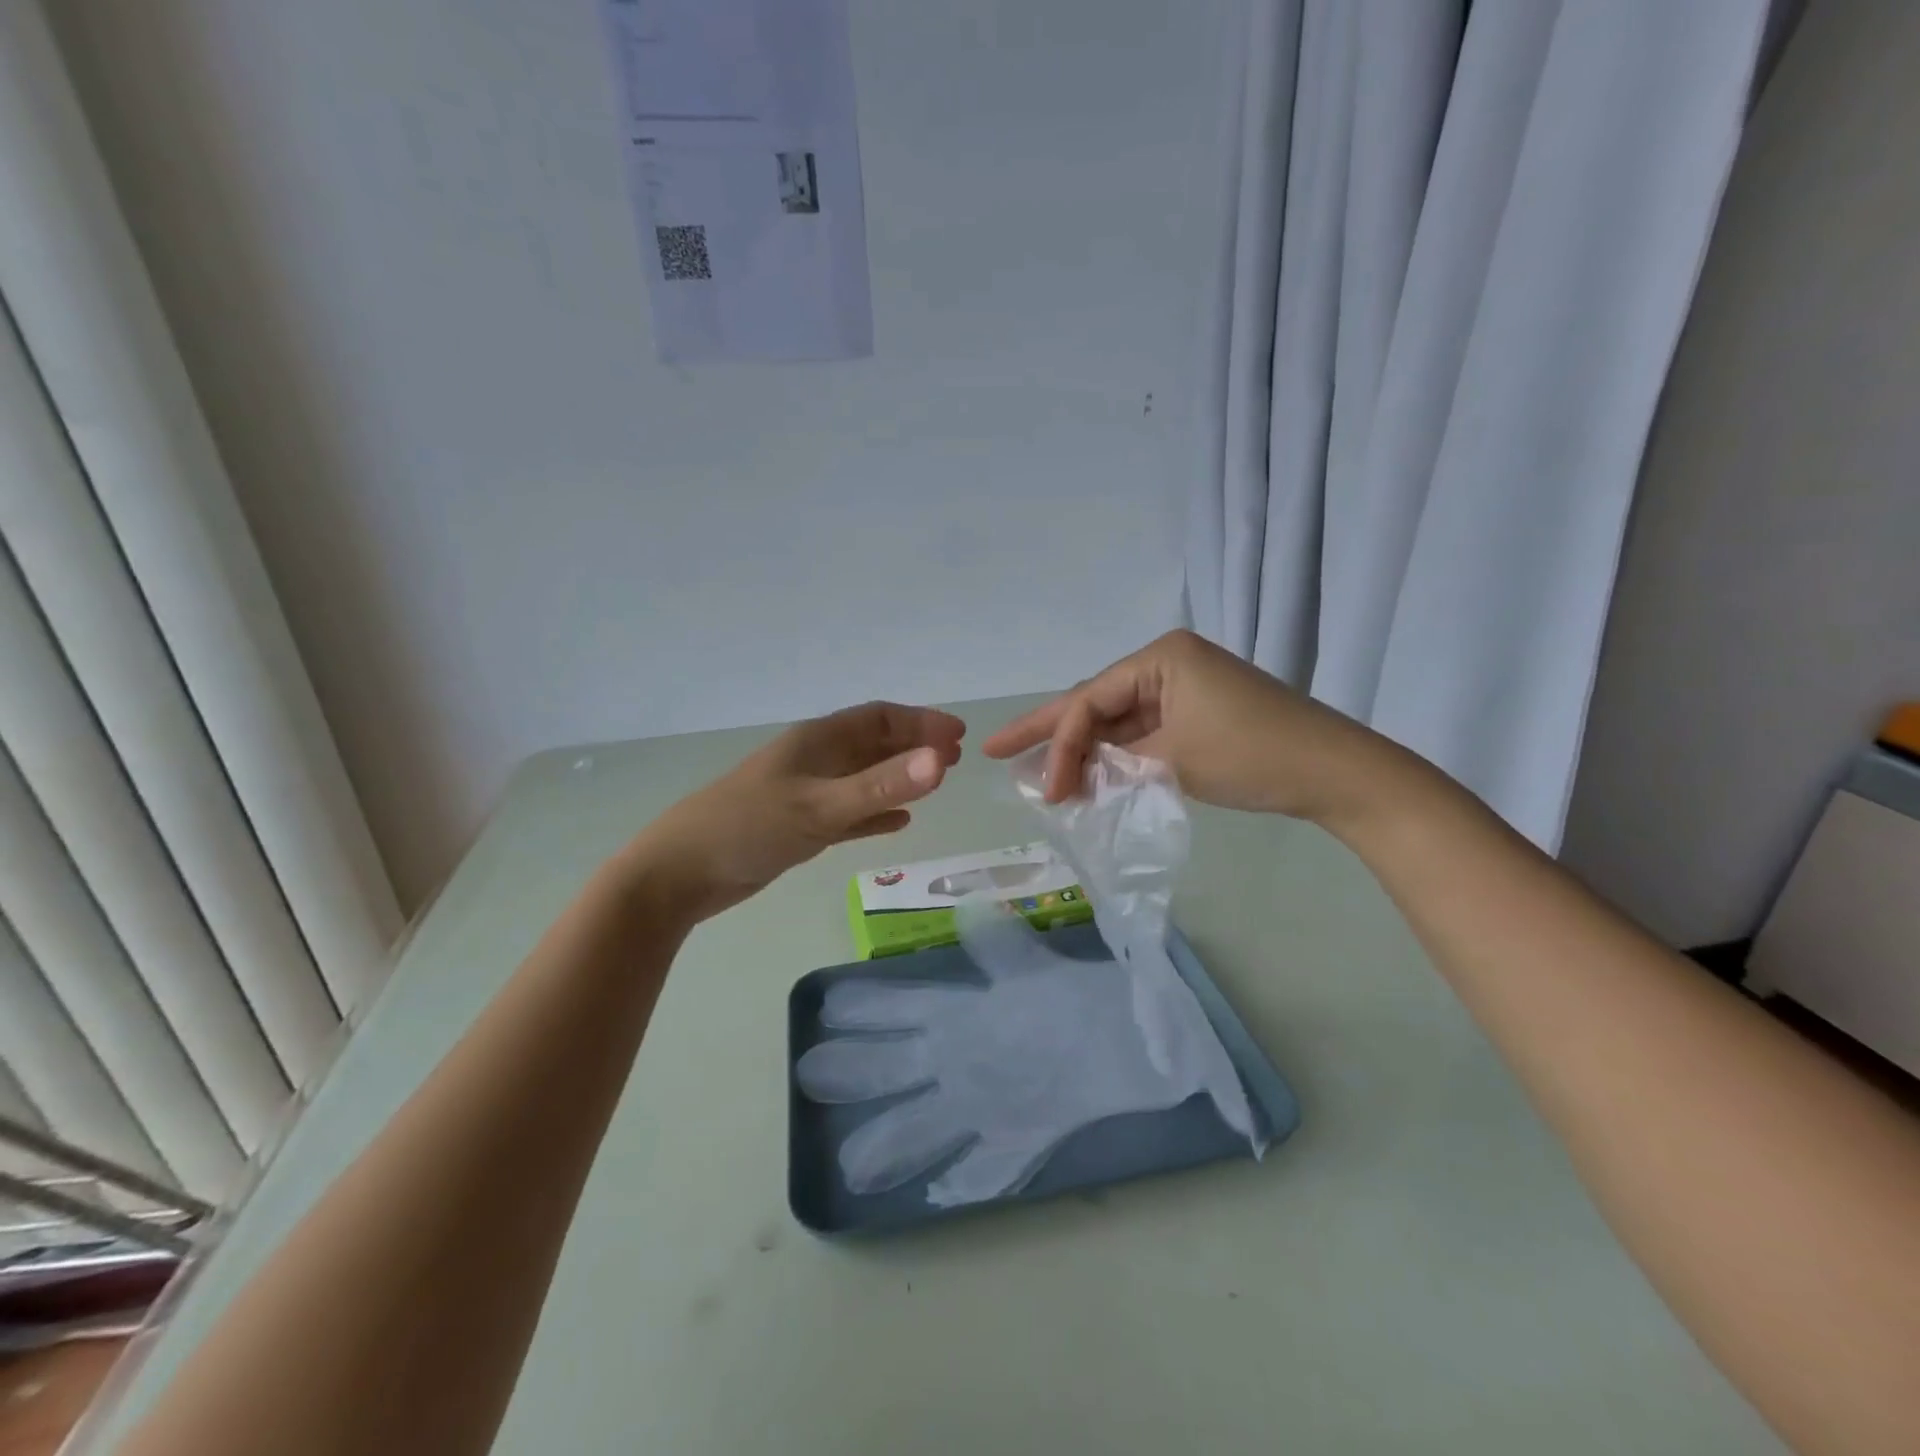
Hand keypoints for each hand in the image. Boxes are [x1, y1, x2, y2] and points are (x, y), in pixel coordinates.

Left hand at [624, 702, 963, 920]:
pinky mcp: (799, 825)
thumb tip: (941, 761)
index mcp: (817, 741)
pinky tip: (899, 823)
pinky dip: (876, 813)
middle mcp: (814, 760)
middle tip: (954, 760)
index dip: (920, 722)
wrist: (681, 873)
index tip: (957, 737)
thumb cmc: (748, 828)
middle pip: (873, 744)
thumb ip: (880, 787)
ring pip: (863, 778)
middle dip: (914, 748)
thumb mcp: (819, 806)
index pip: (878, 718)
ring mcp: (806, 793)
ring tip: (936, 784)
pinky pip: (849, 812)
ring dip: (898, 778)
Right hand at [982, 630, 1401, 826]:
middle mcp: (1165, 664)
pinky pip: (1141, 733)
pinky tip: (1085, 774)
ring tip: (1035, 772)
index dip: (1058, 745)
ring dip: (1081, 750)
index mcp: (1159, 657)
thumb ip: (1115, 763)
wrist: (1333, 772)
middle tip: (994, 748)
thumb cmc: (1252, 754)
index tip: (1045, 791)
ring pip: (1115, 721)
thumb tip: (1071, 778)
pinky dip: (1115, 757)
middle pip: (1094, 703)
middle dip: (1048, 732)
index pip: (1090, 701)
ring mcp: (1182, 689)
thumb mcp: (1174, 758)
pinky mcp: (1194, 714)